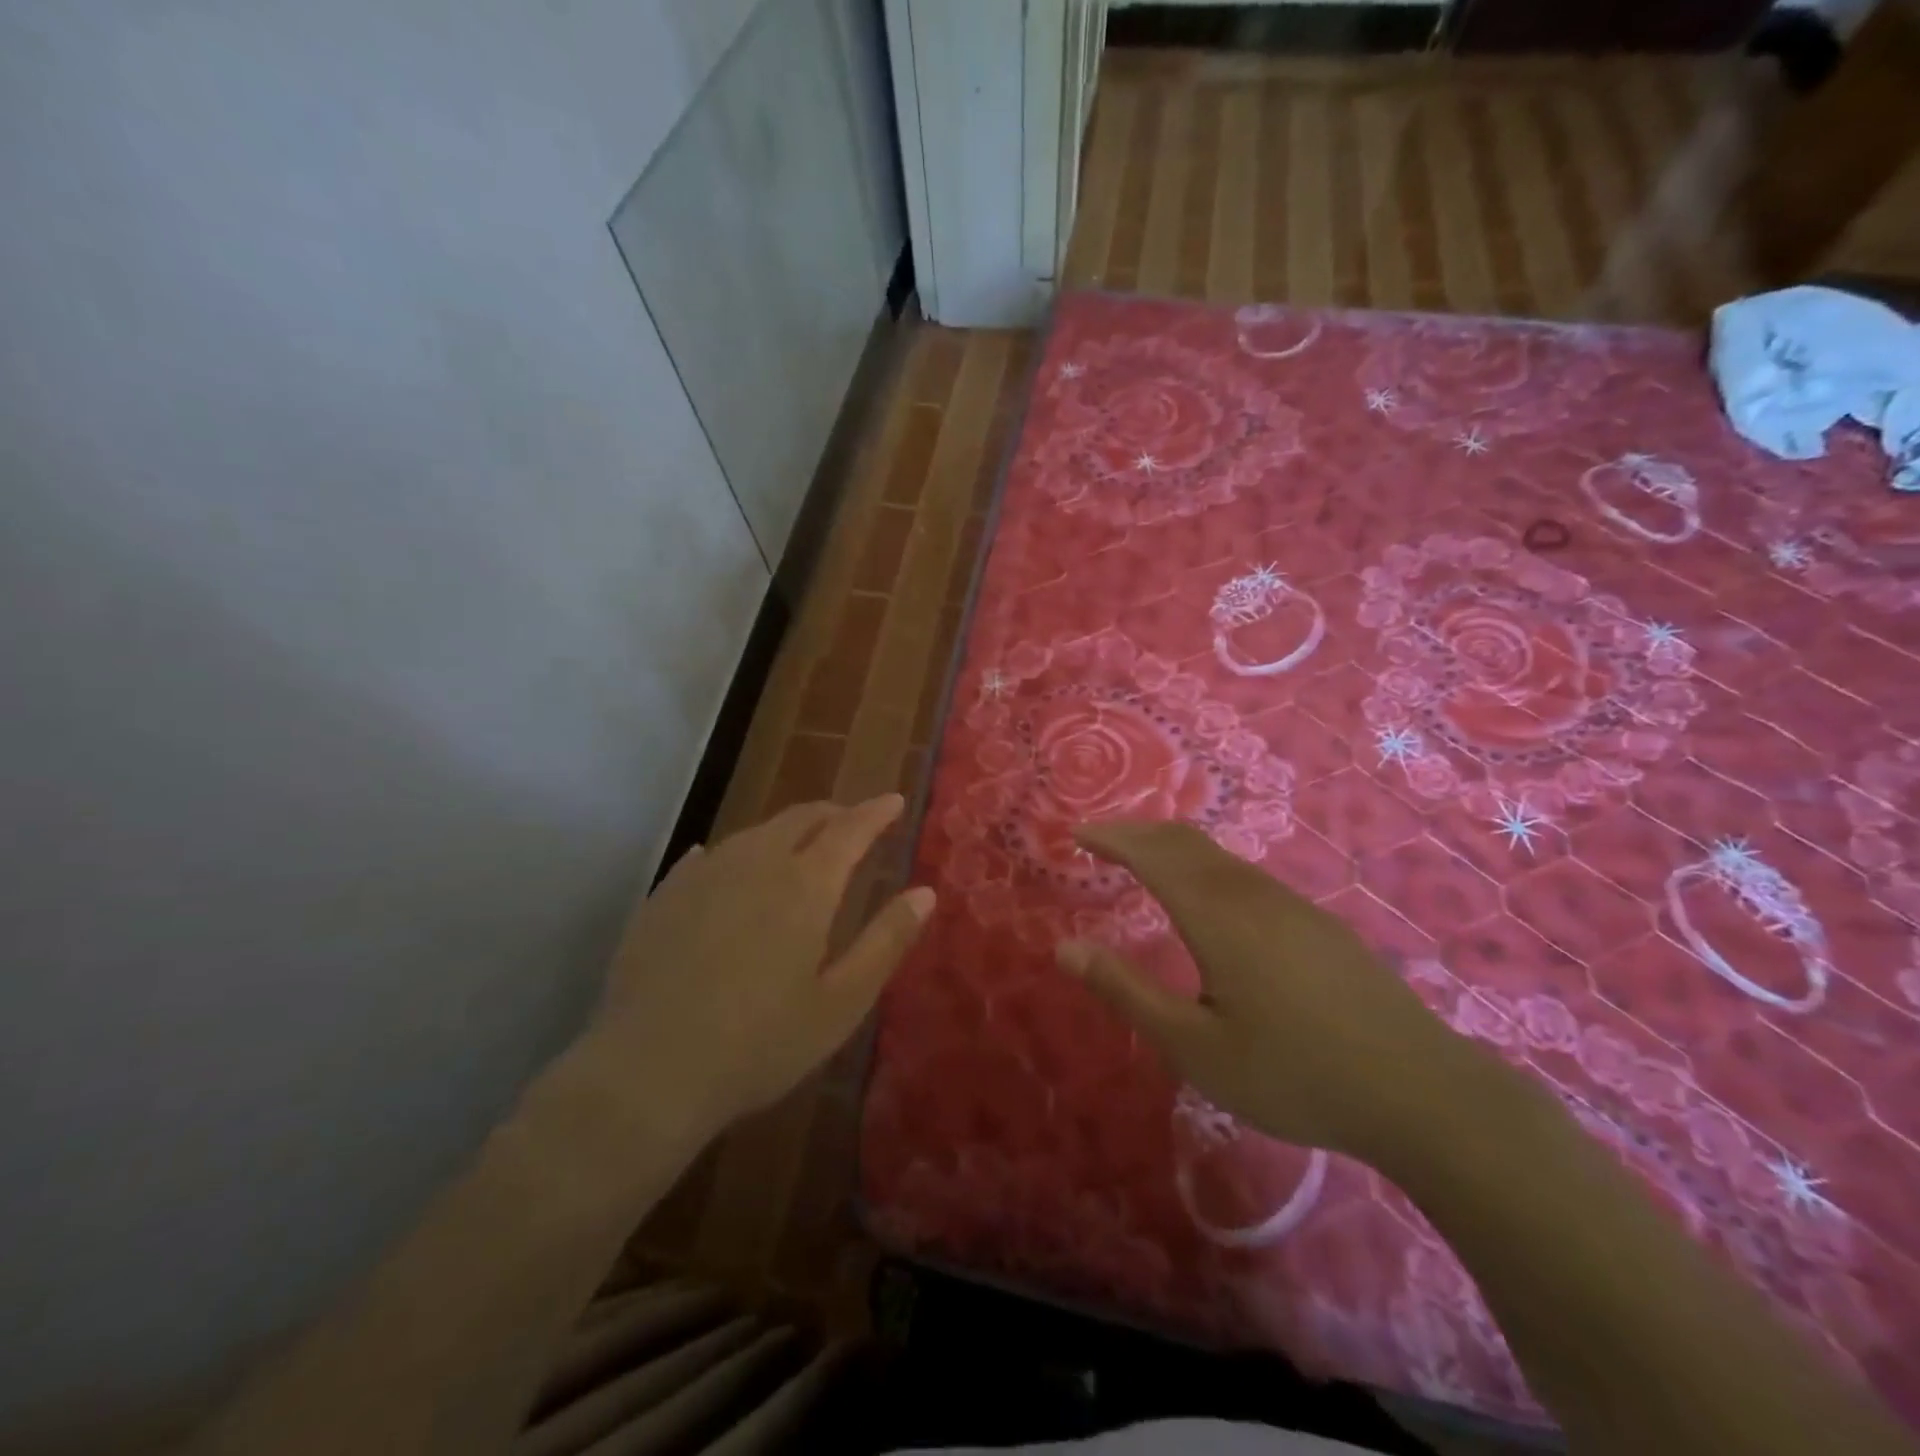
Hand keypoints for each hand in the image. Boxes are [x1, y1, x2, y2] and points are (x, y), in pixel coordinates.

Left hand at [585, 795, 933, 1138]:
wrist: (648, 1071)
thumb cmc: (760, 1043)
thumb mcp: (841, 1002)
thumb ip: (886, 941)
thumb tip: (925, 893)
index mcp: (806, 885)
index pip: (850, 829)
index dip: (876, 812)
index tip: (893, 801)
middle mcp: (756, 863)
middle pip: (801, 818)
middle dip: (833, 814)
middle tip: (852, 822)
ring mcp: (704, 874)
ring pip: (755, 832)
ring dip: (786, 830)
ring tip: (800, 844)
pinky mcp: (665, 895)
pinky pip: (709, 855)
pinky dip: (735, 853)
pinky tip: (727, 865)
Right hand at [1057, 820, 1465, 1161]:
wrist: (1420, 1092)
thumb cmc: (1293, 1074)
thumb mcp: (1193, 1046)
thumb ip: (1126, 991)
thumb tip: (1064, 947)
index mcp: (1216, 916)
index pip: (1152, 854)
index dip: (1111, 838)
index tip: (1076, 833)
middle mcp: (1252, 894)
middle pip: (1186, 841)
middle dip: (1137, 831)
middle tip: (1100, 838)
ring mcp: (1292, 905)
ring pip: (1219, 856)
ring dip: (1173, 847)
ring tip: (1143, 860)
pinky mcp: (1317, 923)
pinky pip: (1246, 875)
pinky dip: (1206, 866)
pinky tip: (1209, 898)